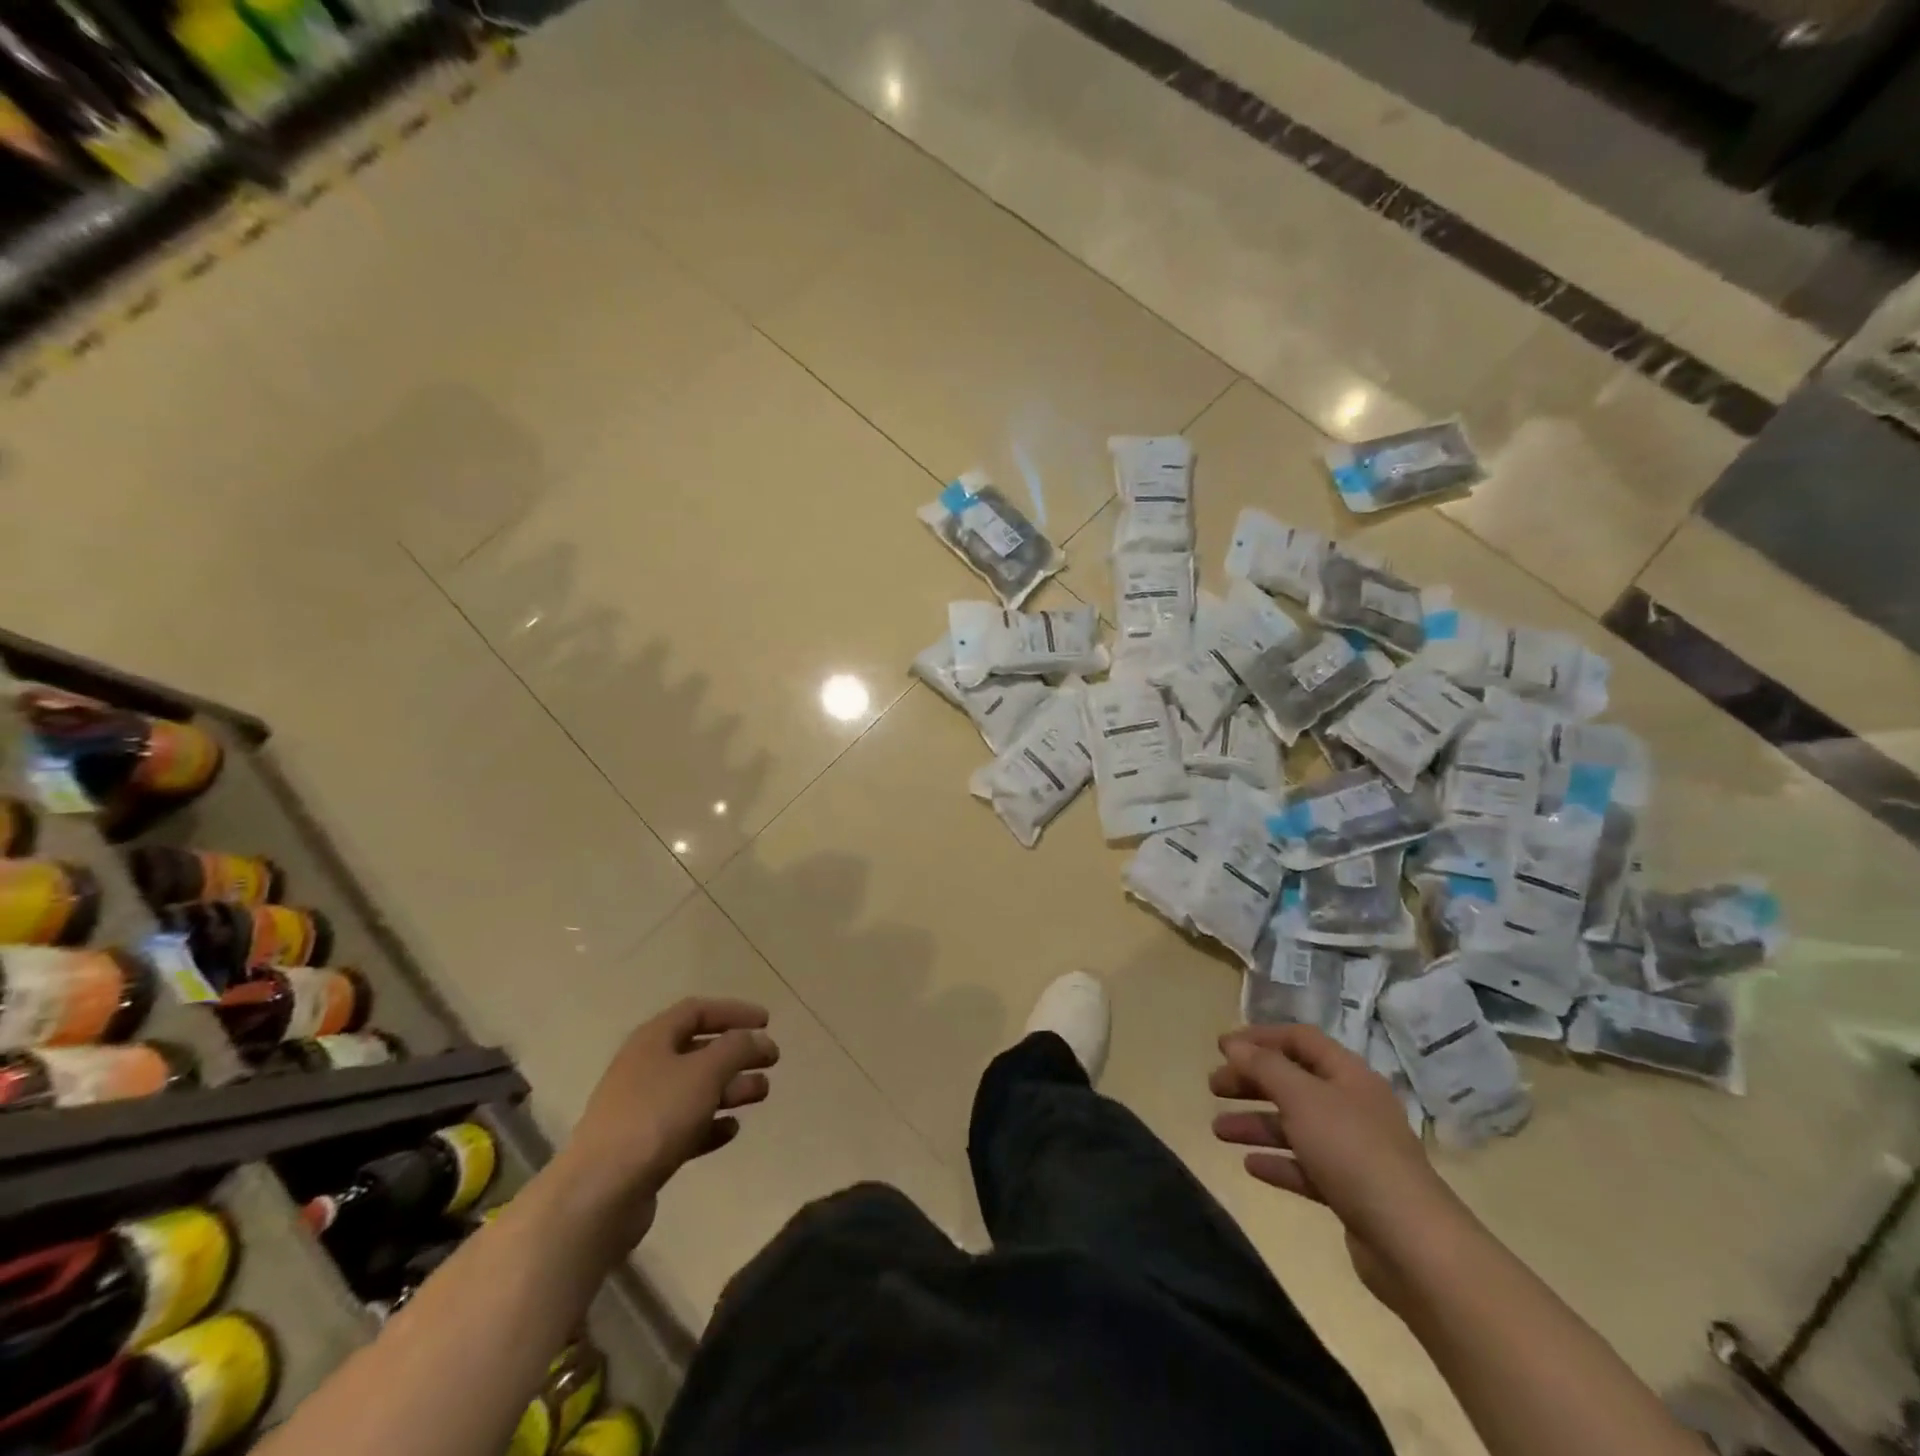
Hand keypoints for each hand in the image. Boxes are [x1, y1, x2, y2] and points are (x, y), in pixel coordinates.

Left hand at [558, 998, 778, 1242]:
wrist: (599, 1194)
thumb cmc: (655, 1117)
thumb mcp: (704, 1072)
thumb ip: (736, 1048)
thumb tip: (758, 1038)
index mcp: (653, 1040)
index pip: (697, 1011)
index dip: (733, 1012)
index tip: (766, 1022)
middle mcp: (644, 1068)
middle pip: (698, 1050)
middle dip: (737, 1053)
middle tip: (771, 1060)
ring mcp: (640, 1110)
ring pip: (694, 1089)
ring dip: (730, 1088)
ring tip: (761, 1094)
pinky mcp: (642, 1149)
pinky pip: (684, 1126)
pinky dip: (710, 1124)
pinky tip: (731, 1130)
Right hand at [1210, 1024, 1460, 1303]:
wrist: (1411, 1243)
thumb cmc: (1352, 1152)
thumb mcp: (1301, 1098)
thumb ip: (1264, 1067)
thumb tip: (1234, 1044)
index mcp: (1348, 1075)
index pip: (1300, 1040)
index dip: (1260, 1038)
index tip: (1222, 1047)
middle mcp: (1352, 1106)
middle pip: (1293, 1082)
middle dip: (1251, 1082)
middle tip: (1213, 1087)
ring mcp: (1353, 1150)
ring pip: (1295, 1126)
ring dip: (1256, 1123)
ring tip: (1217, 1131)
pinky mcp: (1350, 1191)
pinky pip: (1305, 1166)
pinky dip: (1277, 1162)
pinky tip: (1250, 1166)